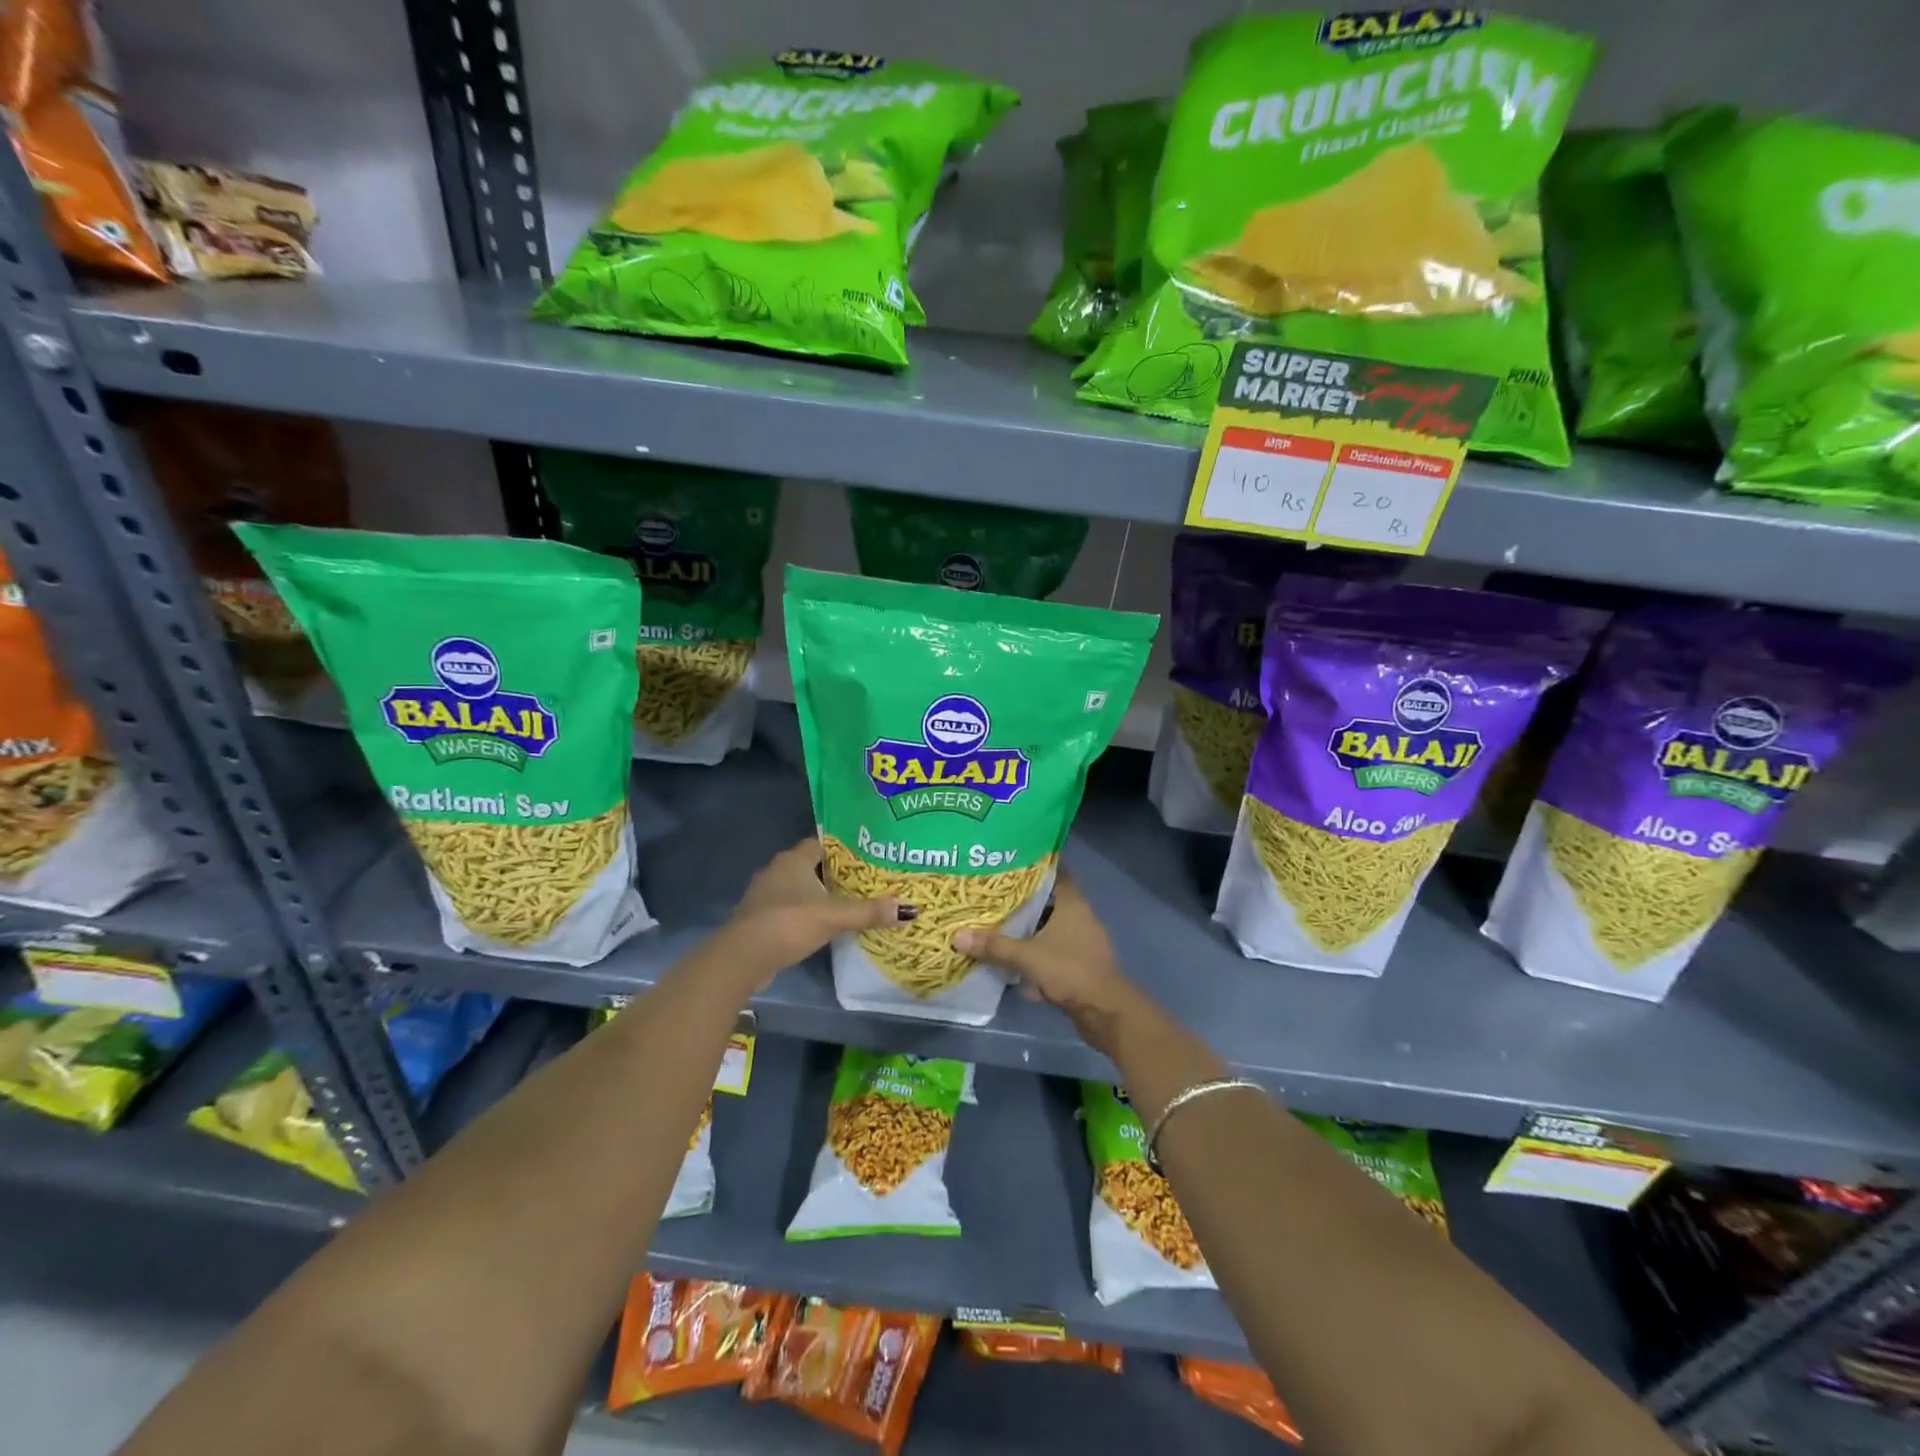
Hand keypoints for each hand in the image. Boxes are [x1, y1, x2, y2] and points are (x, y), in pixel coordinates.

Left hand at [719, 838, 904, 987]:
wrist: (741, 958)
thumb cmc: (787, 924)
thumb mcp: (832, 916)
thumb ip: (868, 912)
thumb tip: (909, 909)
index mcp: (792, 859)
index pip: (822, 843)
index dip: (845, 847)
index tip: (869, 854)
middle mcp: (777, 871)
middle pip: (813, 865)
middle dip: (837, 872)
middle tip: (868, 879)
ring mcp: (766, 895)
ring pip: (801, 888)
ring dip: (822, 894)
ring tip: (852, 901)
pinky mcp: (762, 918)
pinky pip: (792, 908)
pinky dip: (809, 913)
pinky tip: (827, 924)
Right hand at [952, 871, 1132, 1034]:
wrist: (1104, 1011)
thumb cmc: (1069, 970)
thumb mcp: (1027, 956)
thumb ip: (994, 945)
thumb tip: (957, 935)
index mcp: (1072, 903)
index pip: (1055, 872)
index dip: (1035, 866)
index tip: (1011, 862)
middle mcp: (1080, 916)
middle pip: (1049, 900)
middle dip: (1024, 900)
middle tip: (995, 895)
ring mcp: (1083, 941)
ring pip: (1051, 927)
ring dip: (1030, 929)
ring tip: (1000, 925)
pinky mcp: (1081, 963)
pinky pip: (1055, 950)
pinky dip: (1038, 952)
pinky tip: (1017, 959)